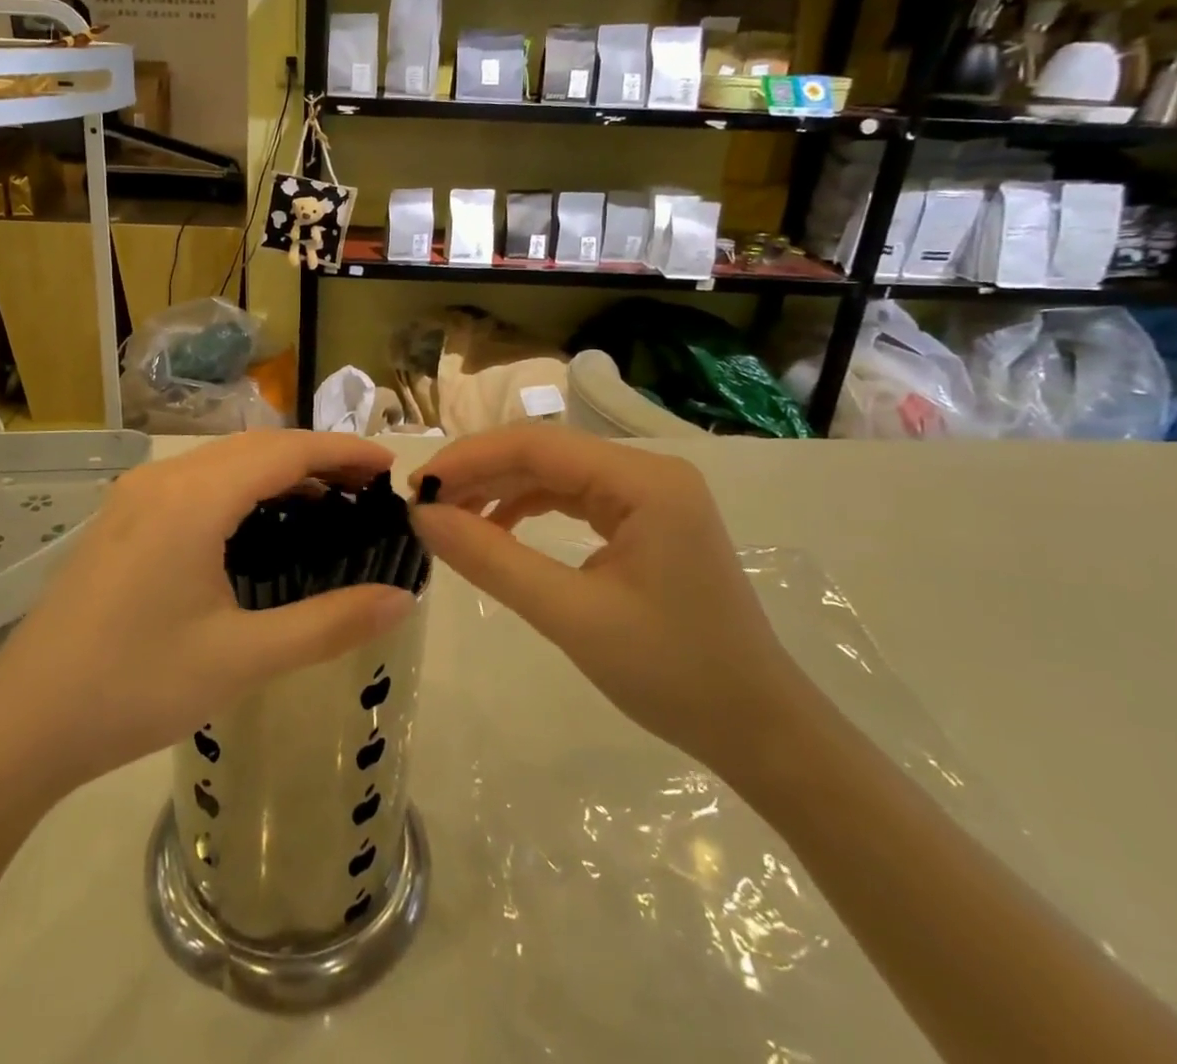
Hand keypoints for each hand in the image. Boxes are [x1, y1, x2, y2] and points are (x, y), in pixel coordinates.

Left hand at [0, 432, 417, 803]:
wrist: (21, 725)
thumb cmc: (135, 688)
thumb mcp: (242, 659)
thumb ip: (329, 624)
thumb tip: (402, 600)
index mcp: (193, 500)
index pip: (285, 452)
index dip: (342, 452)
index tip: (389, 468)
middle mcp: (162, 480)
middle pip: (256, 448)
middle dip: (317, 458)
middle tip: (368, 489)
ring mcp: (135, 497)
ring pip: (224, 462)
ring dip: (278, 471)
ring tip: (328, 501)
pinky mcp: (121, 519)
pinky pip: (197, 482)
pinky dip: (242, 488)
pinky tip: (261, 522)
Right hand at [410, 427, 807, 773]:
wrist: (759, 731)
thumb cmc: (672, 674)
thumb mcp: (570, 616)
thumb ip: (492, 560)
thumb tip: (423, 517)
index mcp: (644, 481)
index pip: (537, 445)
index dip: (469, 459)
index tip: (416, 488)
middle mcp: (648, 473)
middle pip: (545, 453)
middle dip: (480, 474)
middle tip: (424, 505)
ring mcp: (650, 496)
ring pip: (555, 474)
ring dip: (500, 490)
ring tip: (451, 519)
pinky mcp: (646, 521)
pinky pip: (574, 499)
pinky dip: (529, 509)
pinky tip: (497, 531)